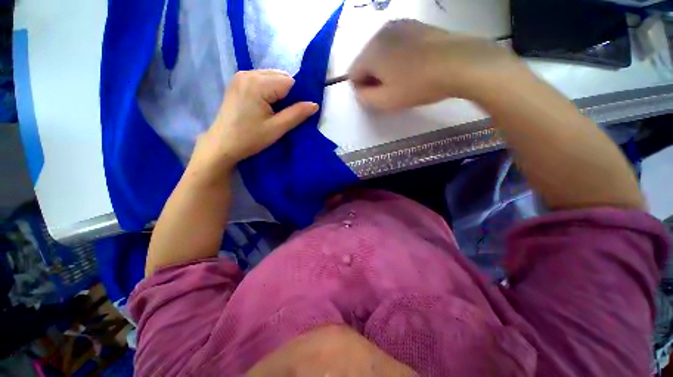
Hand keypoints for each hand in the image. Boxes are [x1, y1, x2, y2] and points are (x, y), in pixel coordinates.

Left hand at [192, 70, 318, 173]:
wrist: (222, 144)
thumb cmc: (250, 138)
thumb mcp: (277, 128)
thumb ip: (297, 114)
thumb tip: (315, 104)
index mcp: (257, 84)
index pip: (289, 81)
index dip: (295, 97)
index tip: (292, 113)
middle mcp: (248, 73)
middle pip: (280, 76)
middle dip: (287, 93)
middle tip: (282, 114)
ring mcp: (240, 76)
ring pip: (271, 77)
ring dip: (278, 92)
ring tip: (272, 111)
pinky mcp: (237, 82)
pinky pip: (261, 80)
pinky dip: (268, 90)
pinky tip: (264, 106)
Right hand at [349, 19, 526, 110]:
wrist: (458, 62)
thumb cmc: (417, 85)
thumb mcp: (386, 101)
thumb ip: (364, 98)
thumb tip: (359, 91)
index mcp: (370, 52)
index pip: (352, 74)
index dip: (362, 89)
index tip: (376, 97)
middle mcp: (379, 34)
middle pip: (365, 61)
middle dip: (372, 77)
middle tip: (390, 90)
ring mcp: (398, 26)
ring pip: (380, 52)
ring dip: (384, 67)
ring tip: (402, 78)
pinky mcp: (414, 25)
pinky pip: (395, 45)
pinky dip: (397, 57)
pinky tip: (412, 65)